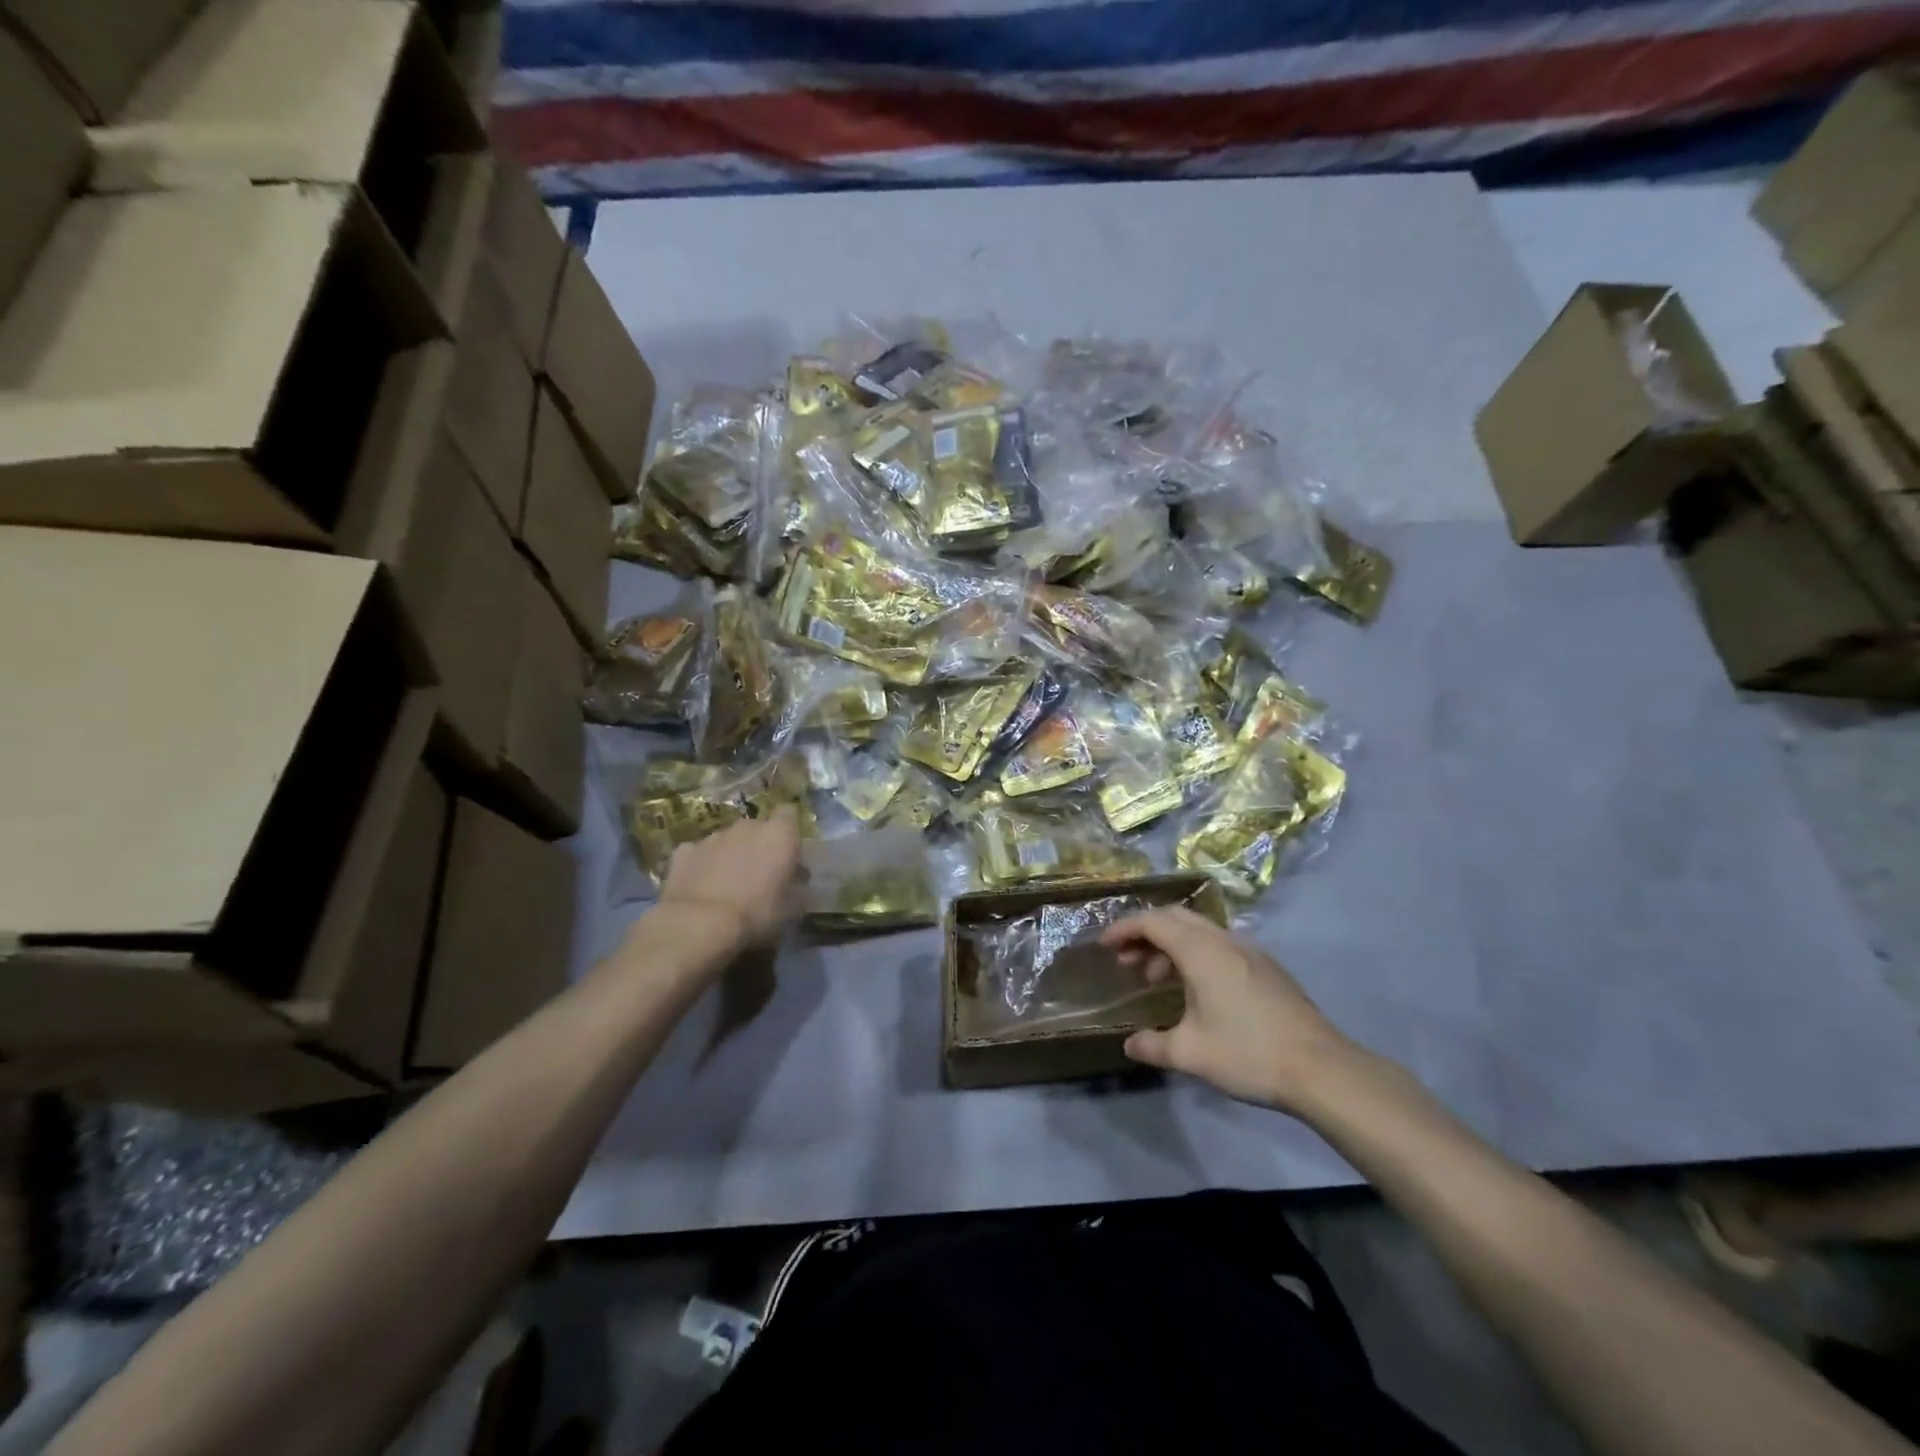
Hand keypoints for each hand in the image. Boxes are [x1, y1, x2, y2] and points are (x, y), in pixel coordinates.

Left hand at [657, 808, 804, 952]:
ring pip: (727, 840)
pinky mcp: (684, 851)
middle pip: (757, 827)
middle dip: (758, 845)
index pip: (789, 814)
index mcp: (779, 834)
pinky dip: (701, 865)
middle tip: (759, 874)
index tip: (789, 853)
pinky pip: (698, 854)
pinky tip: (700, 887)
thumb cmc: (756, 913)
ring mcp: (712, 836)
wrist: (699, 924)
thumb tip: (799, 881)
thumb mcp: (792, 909)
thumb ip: (799, 888)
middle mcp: (747, 826)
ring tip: (727, 885)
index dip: (789, 831)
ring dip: (730, 855)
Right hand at [1101, 906, 1366, 1113]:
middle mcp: (1224, 940)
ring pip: (1199, 930)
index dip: (1124, 928)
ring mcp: (1249, 951)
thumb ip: (1153, 1046)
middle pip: (1175, 917)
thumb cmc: (1248, 1053)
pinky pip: (1219, 944)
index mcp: (1201, 951)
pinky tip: (1195, 988)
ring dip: (1171, 945)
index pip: (1153, 922)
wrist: (1321, 1069)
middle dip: (1145, 932)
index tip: (1104, 945)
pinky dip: (1195, 953)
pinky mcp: (1266, 967)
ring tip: (1156, 978)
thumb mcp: (1191, 1054)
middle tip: (1126, 959)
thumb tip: (1130, 1045)